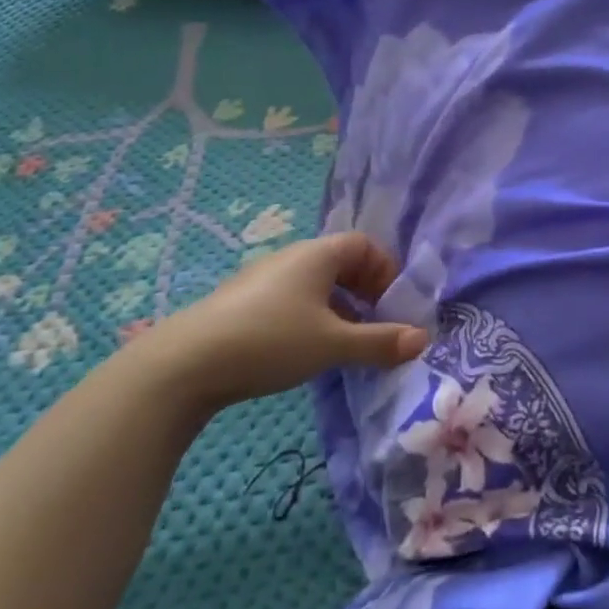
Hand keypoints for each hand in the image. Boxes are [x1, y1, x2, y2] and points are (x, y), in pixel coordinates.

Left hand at [125, 233, 428, 411]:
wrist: (185, 364)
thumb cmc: (271, 341)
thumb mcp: (333, 343)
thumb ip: (380, 342)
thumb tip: (423, 339)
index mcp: (316, 254)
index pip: (364, 245)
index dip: (385, 270)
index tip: (392, 305)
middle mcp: (291, 257)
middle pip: (340, 262)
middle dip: (365, 290)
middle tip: (375, 323)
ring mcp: (262, 279)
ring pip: (314, 284)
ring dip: (338, 307)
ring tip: (343, 342)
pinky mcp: (241, 303)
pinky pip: (290, 299)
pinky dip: (310, 317)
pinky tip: (304, 351)